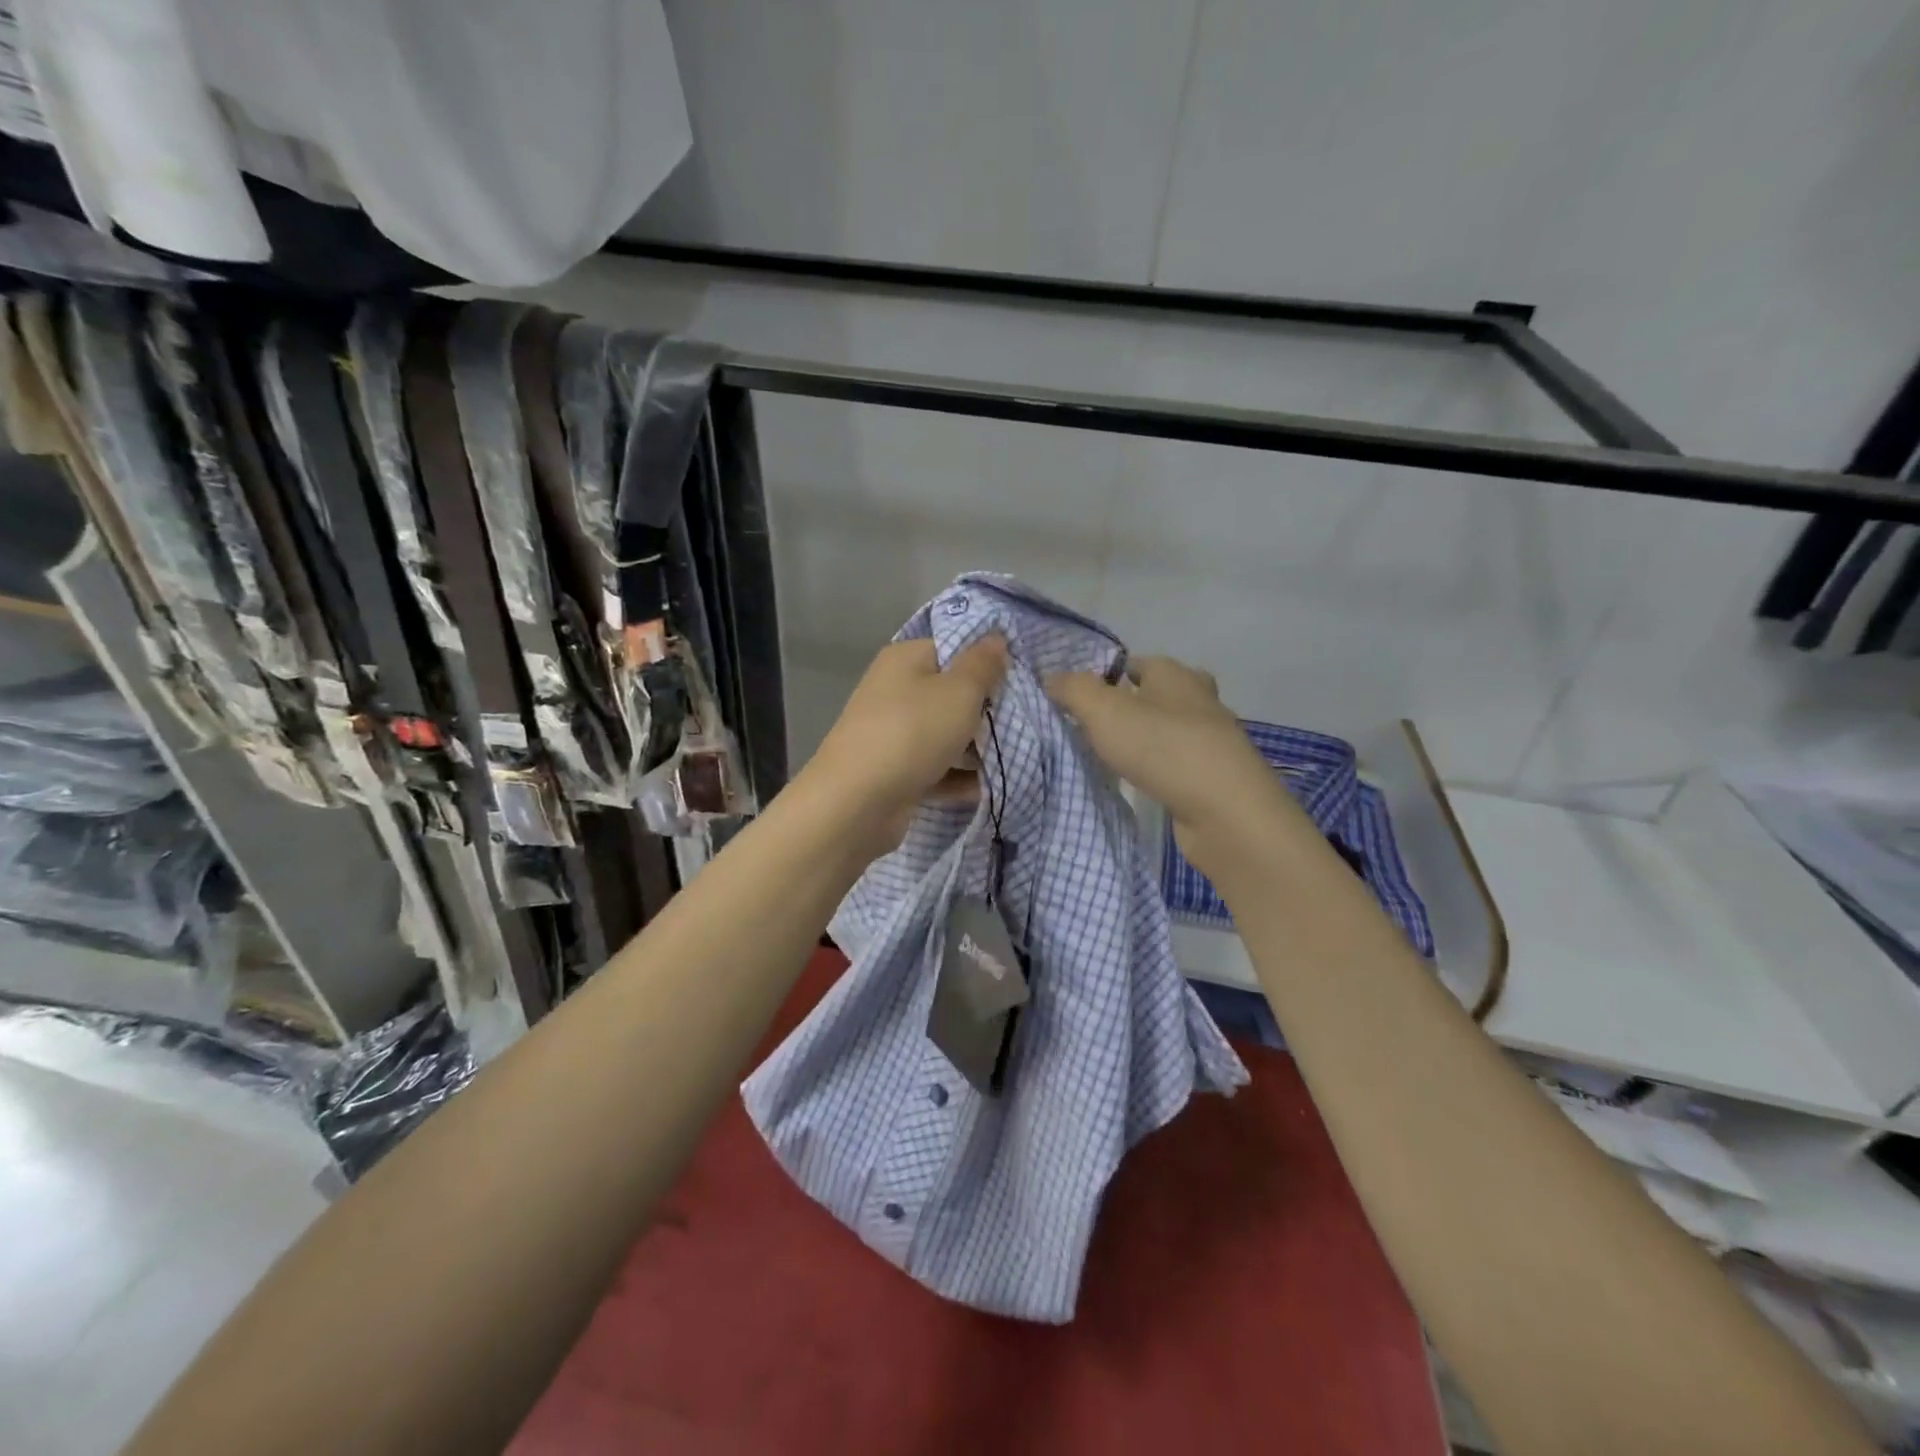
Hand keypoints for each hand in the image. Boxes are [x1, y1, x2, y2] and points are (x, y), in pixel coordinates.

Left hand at [803, 635, 1008, 850]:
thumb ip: (983, 664)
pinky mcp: (895, 773)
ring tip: (1012, 760)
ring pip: (945, 735)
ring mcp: (892, 734)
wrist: (856, 803)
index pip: (954, 649)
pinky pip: (936, 769)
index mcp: (905, 660)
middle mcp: (895, 691)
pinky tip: (987, 789)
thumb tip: (996, 638)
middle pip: (951, 694)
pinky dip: (958, 779)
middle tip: (1020, 726)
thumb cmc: (912, 733)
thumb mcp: (959, 691)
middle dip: (986, 712)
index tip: (1020, 684)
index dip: (987, 663)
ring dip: (976, 750)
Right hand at [1046, 655, 1303, 882]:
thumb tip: (1051, 678)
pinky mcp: (1215, 777)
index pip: (1136, 663)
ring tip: (1108, 757)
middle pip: (1155, 696)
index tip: (1076, 700)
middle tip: (1090, 728)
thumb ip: (1073, 690)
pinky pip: (1176, 764)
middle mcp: (1199, 699)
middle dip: (1126, 708)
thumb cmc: (1163, 748)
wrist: (1225, 811)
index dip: (1105, 676)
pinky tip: (1138, 783)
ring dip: (1143, 741)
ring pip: (1167, 731)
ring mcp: (1212, 740)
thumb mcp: (1104, 711)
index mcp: (1175, 674)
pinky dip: (1158, 769)